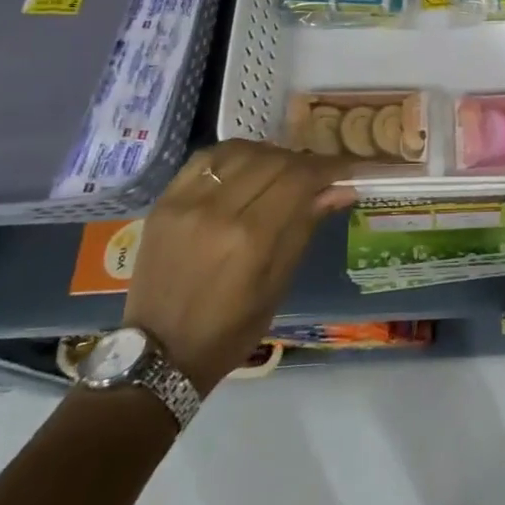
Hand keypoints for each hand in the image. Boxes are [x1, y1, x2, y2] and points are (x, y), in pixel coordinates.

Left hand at [123, 140, 356, 394]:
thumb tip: (342, 189)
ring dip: (270, 155)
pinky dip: (234, 155)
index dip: (329, 167)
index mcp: (251, 239)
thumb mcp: (278, 285)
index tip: (347, 168)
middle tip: (317, 176)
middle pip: (274, 160)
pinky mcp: (165, 201)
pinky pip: (206, 158)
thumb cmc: (229, 329)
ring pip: (241, 152)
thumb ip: (306, 227)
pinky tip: (246, 166)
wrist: (157, 353)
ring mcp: (186, 202)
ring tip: (282, 171)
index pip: (299, 179)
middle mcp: (218, 211)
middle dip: (304, 163)